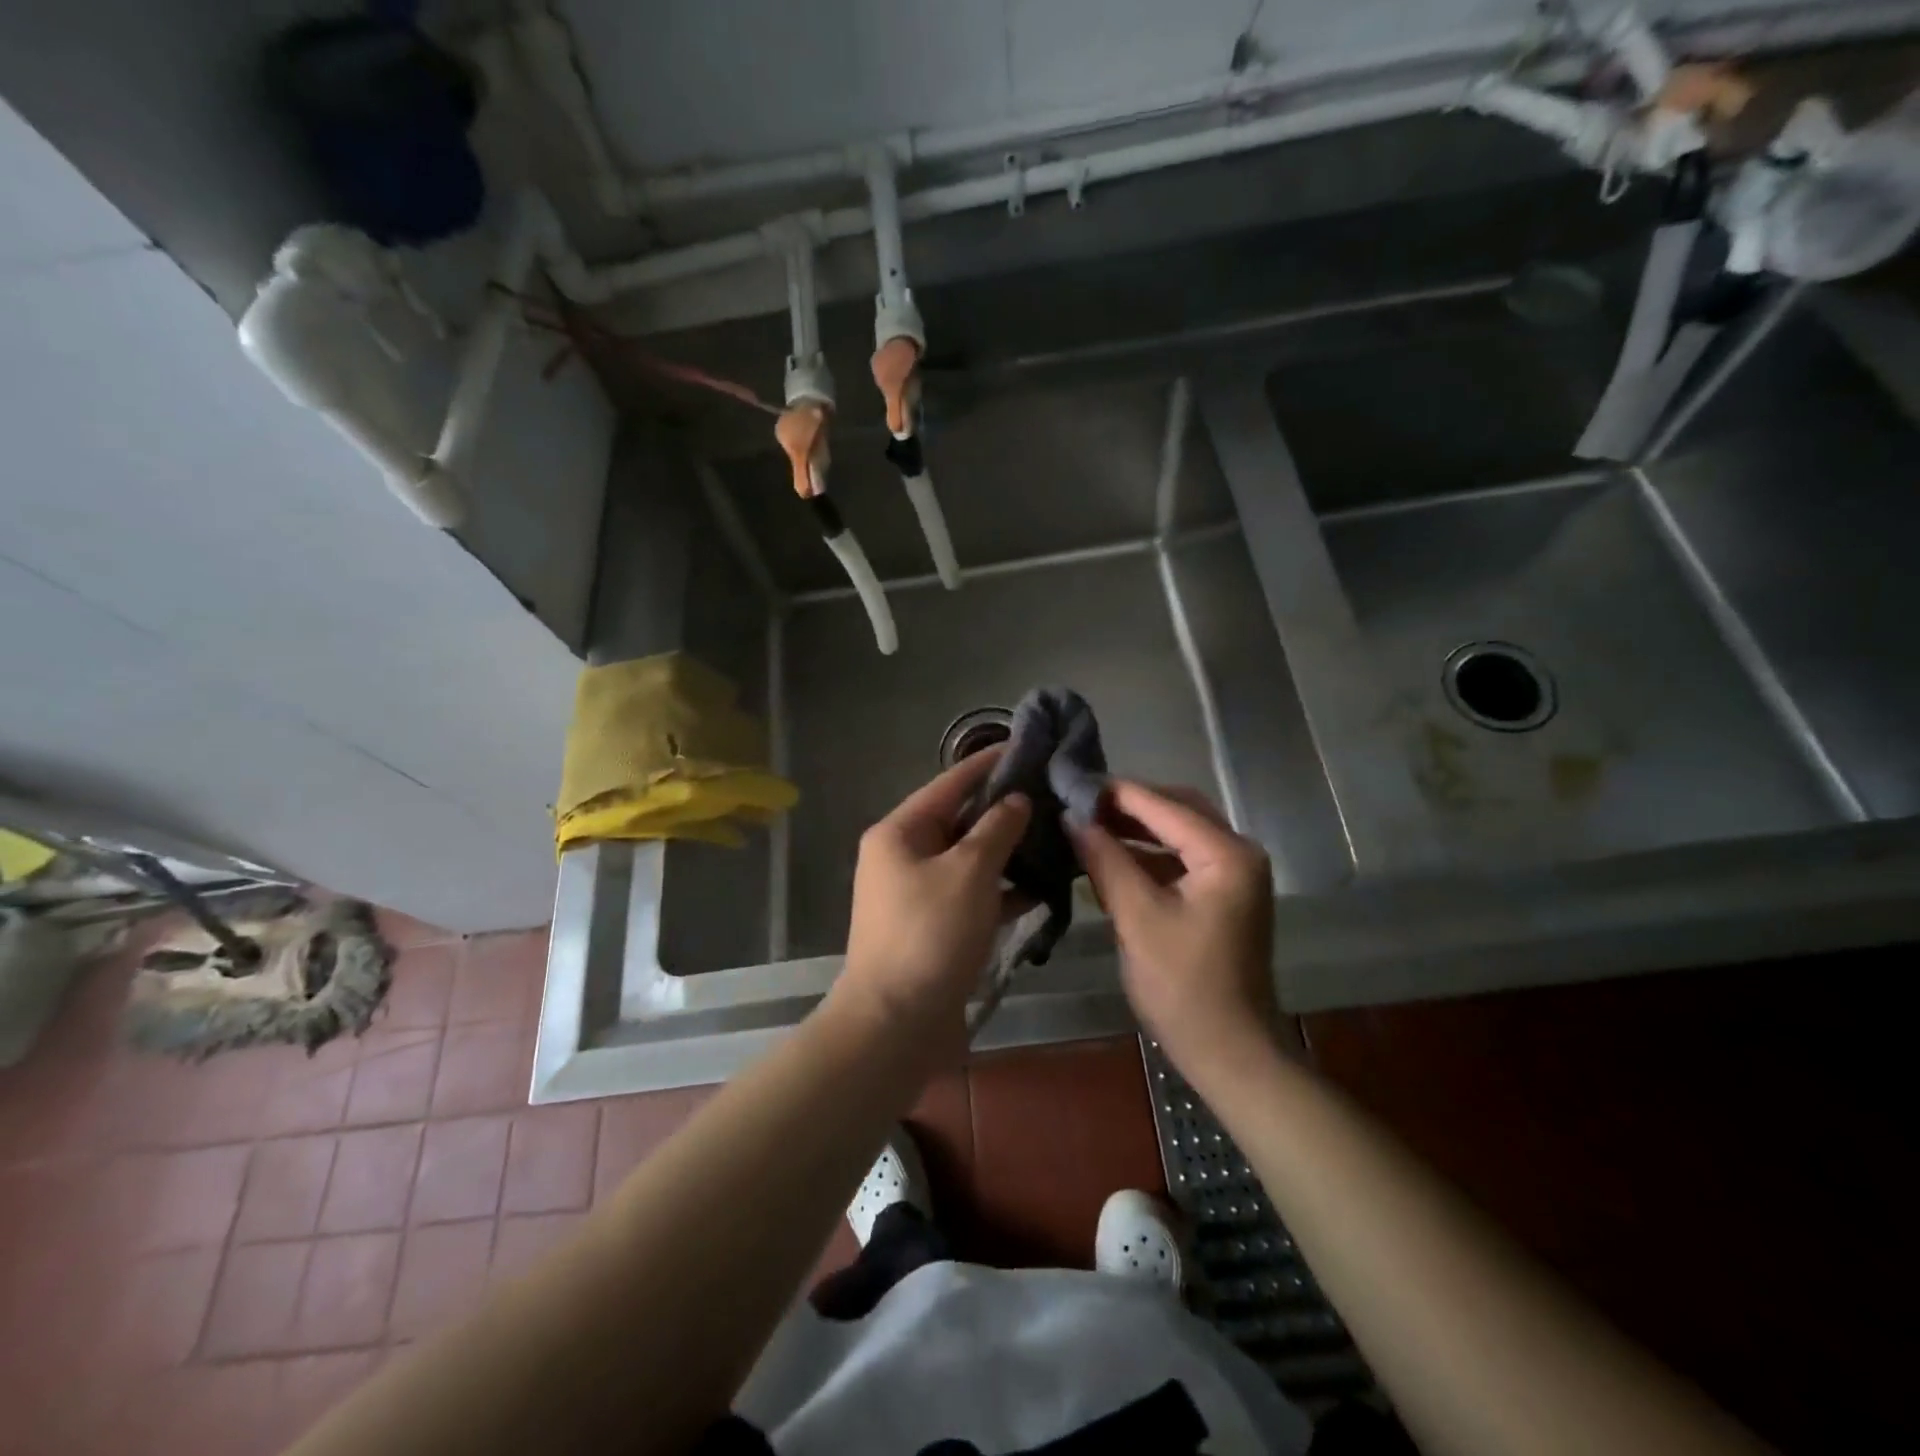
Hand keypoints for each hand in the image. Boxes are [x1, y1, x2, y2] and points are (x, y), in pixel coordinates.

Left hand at [830, 749, 1031, 1060]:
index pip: (950, 783)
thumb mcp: (969, 872)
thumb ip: (996, 829)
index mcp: (900, 832)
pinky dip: (1002, 891)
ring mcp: (917, 894)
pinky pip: (972, 895)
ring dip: (1008, 852)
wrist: (896, 1024)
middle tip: (1052, 795)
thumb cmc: (929, 934)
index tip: (1026, 747)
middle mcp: (904, 856)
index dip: (988, 764)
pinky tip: (1043, 888)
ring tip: (1056, 836)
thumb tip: (1016, 801)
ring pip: (970, 860)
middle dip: (1005, 810)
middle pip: (960, 821)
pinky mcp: (934, 927)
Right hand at [1070, 780, 1279, 1080]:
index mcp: (1227, 854)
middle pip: (1178, 810)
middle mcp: (1238, 853)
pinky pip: (1182, 859)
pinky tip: (1111, 857)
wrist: (1230, 1052)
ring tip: (1087, 824)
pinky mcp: (1222, 896)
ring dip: (1136, 829)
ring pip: (1179, 834)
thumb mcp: (1137, 918)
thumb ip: (1106, 861)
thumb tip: (1072, 820)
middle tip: (1079, 803)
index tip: (1072, 783)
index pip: (1165, 806)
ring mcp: (1234, 875)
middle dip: (1129, 806)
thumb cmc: (1183, 985)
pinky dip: (1148, 855)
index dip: (1117, 794)